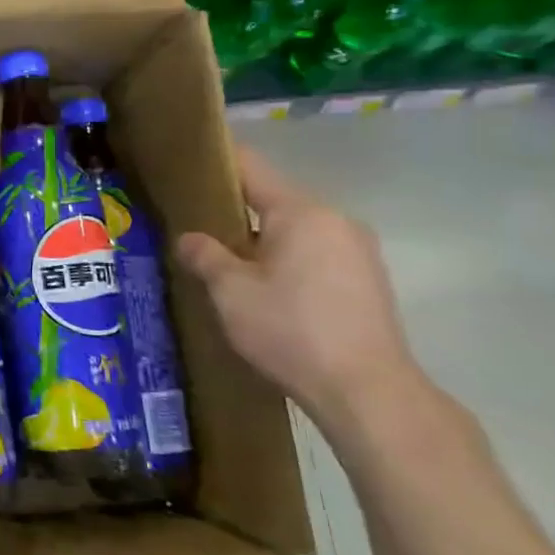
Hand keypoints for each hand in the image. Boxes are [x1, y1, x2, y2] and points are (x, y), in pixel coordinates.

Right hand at [176, 146, 423, 439]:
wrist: (367, 391)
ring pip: (296, 230)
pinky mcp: (368, 280)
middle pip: (274, 200)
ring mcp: (358, 250)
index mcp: (301, 212)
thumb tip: (189, 238)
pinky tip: (268, 292)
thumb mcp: (230, 292)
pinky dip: (288, 261)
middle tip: (198, 230)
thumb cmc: (290, 329)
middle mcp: (335, 220)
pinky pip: (316, 254)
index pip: (250, 167)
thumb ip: (205, 255)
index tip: (186, 166)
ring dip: (262, 241)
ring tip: (229, 266)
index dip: (215, 162)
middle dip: (235, 212)